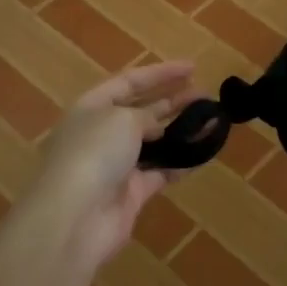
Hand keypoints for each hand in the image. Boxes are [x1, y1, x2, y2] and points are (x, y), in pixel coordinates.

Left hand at [20, 62, 197, 278]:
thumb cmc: (94, 153)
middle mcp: (102, 133)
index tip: (193, 68)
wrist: (75, 217)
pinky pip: (162, 172)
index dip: (161, 72)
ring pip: (154, 142)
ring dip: (181, 130)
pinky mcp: (131, 193)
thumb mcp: (123, 119)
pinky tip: (205, 153)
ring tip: (211, 120)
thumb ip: (145, 116)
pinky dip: (182, 162)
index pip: (129, 81)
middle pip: (142, 110)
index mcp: (92, 107)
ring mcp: (116, 165)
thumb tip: (156, 127)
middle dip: (174, 100)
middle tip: (206, 94)